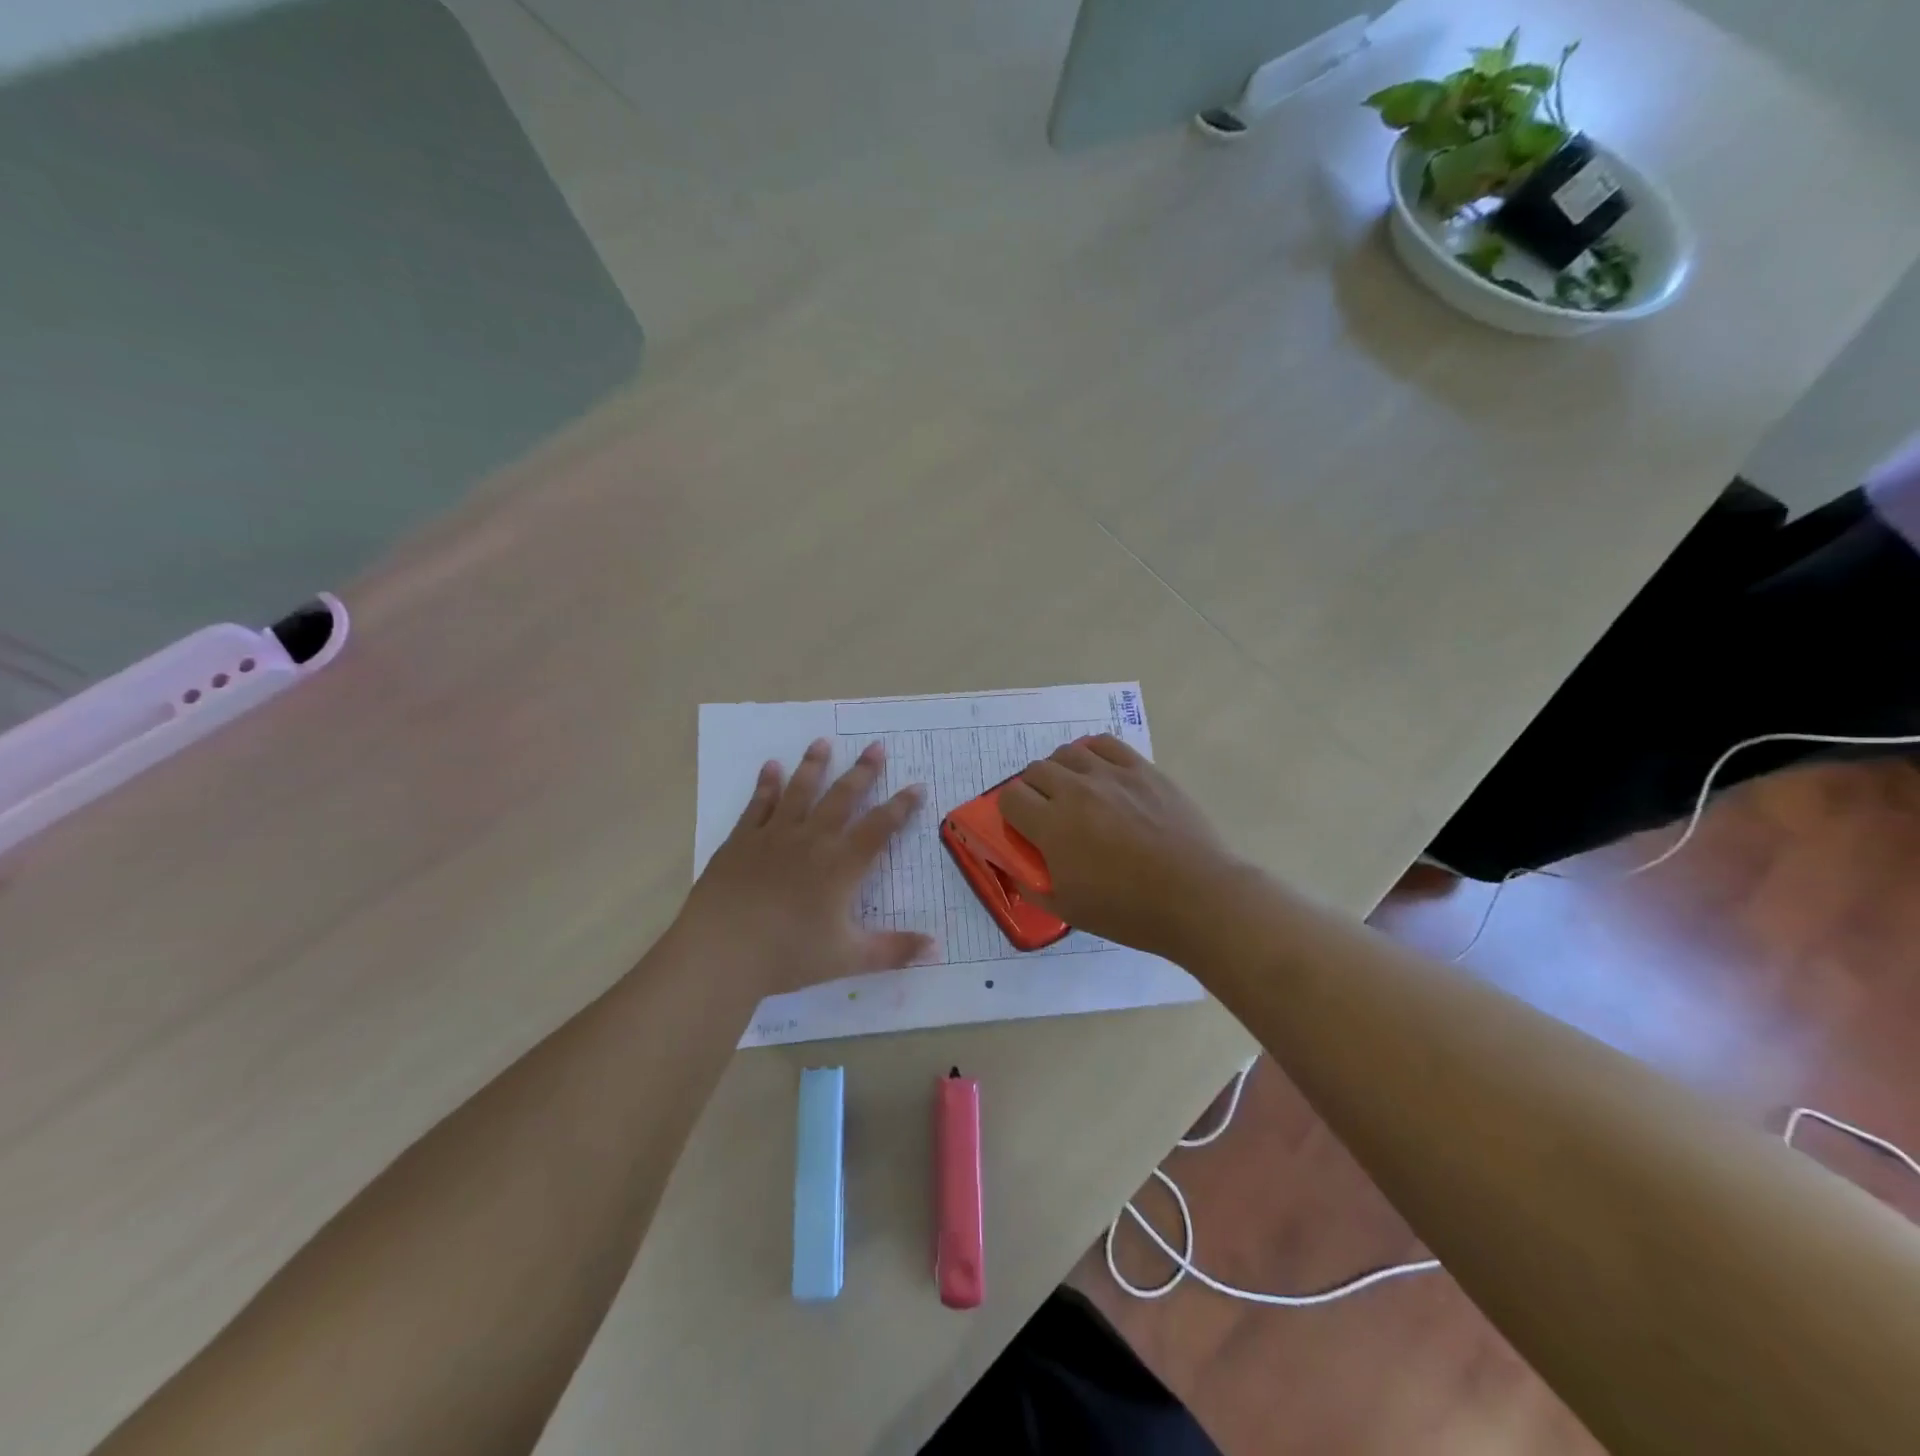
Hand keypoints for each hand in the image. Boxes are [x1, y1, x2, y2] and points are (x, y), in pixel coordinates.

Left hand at [677, 738, 932, 992]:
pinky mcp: (742, 840)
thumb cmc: (789, 955)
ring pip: (800, 790)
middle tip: (876, 746)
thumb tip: (936, 948)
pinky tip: (770, 766)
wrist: (722, 950)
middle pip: (843, 797)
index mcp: (842, 865)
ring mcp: (775, 835)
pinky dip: (766, 784)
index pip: (880, 827)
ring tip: (823, 741)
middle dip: (863, 771)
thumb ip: (894, 950)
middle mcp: (813, 839)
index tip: (916, 787)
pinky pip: (758, 803)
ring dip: (814, 765)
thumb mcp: (848, 958)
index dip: (901, 806)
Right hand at [999, 735, 1238, 959]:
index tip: (1023, 828)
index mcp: (1053, 826)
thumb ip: (1032, 886)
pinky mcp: (1142, 769)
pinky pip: (1104, 744)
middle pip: (1035, 771)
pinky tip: (1099, 772)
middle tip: (1048, 814)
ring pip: (1067, 753)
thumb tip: (1016, 869)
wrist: (1196, 897)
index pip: (1010, 797)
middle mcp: (1076, 791)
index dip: (1010, 812)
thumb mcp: (1069, 910)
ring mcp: (1112, 775)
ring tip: (1075, 792)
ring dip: (1061, 771)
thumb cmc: (1130, 911)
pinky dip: (1091, 753)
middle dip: (1032, 791)